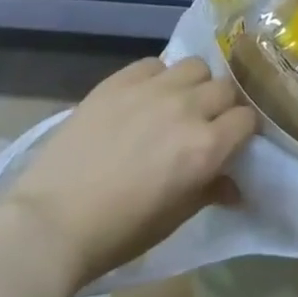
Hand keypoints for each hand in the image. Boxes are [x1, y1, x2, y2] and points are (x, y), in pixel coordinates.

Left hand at [0, 57, 256, 291]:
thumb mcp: (172, 219)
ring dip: (195, 84)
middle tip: (207, 124)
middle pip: (225, 88)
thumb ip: (209, 191)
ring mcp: (153, 88)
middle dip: (223, 106)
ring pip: (195, 66)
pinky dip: (159, 76)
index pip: (246, 120)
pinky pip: (156, 63)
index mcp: (205, 148)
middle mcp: (187, 109)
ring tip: (178, 103)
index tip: (233, 141)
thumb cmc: (117, 233)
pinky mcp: (121, 78)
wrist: (51, 220)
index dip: (243, 131)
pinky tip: (145, 97)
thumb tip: (235, 185)